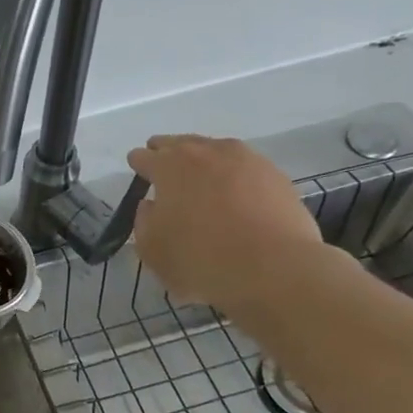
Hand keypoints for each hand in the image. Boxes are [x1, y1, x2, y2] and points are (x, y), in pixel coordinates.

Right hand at [127, 134, 327, 309]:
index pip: (144, 157)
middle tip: (163, 165)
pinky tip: (234, 190)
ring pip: (214, 149)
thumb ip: (144, 221)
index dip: (138, 164)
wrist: (274, 268)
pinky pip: (244, 165)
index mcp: (169, 167)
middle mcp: (206, 153)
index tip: (137, 171)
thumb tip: (151, 205)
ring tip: (200, 175)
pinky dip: (233, 173)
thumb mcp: (152, 249)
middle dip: (168, 153)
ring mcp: (245, 159)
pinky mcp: (275, 174)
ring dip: (202, 158)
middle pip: (180, 144)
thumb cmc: (200, 259)